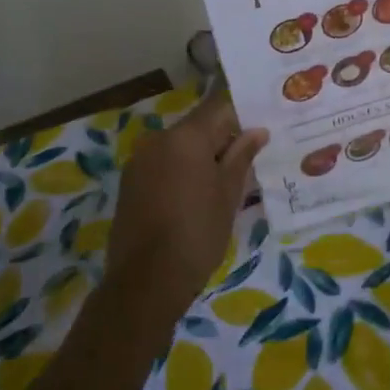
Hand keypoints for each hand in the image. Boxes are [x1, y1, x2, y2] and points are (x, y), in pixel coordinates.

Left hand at [107, 89, 267, 322]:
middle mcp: (158, 139)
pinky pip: (163, 165)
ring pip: (180, 147)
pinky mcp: (129, 183)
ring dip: (201, 157)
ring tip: (225, 182)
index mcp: (186, 136)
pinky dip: (181, 172)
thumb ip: (242, 156)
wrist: (146, 282)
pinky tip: (196, 196)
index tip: (260, 129)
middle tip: (249, 160)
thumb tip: (257, 131)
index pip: (219, 107)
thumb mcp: (229, 194)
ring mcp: (140, 161)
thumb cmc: (198, 233)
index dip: (242, 115)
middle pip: (198, 126)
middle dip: (223, 139)